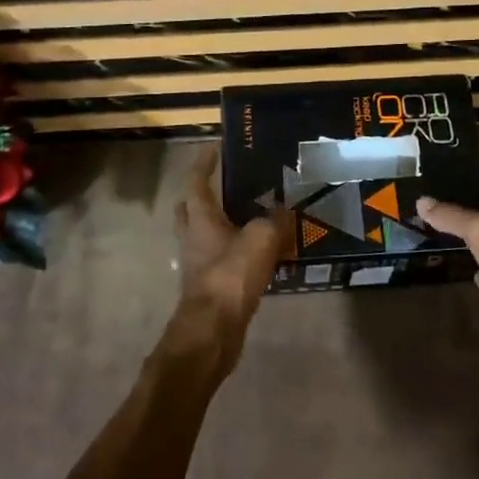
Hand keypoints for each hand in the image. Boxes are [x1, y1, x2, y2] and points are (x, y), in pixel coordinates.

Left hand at [168, 148, 289, 361]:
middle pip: (191, 209)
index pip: (197, 181)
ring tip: (250, 218)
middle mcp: (193, 237)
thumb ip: (275, 220)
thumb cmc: (231, 275)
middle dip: (204, 196)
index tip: (214, 148)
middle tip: (227, 186)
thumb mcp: (261, 239)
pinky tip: (258, 254)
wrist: (213, 329)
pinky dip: (234, 252)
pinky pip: (220, 260)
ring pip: (205, 236)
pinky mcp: (209, 286)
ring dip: (220, 225)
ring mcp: (198, 264)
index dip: (203, 163)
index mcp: (200, 218)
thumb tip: (286, 209)